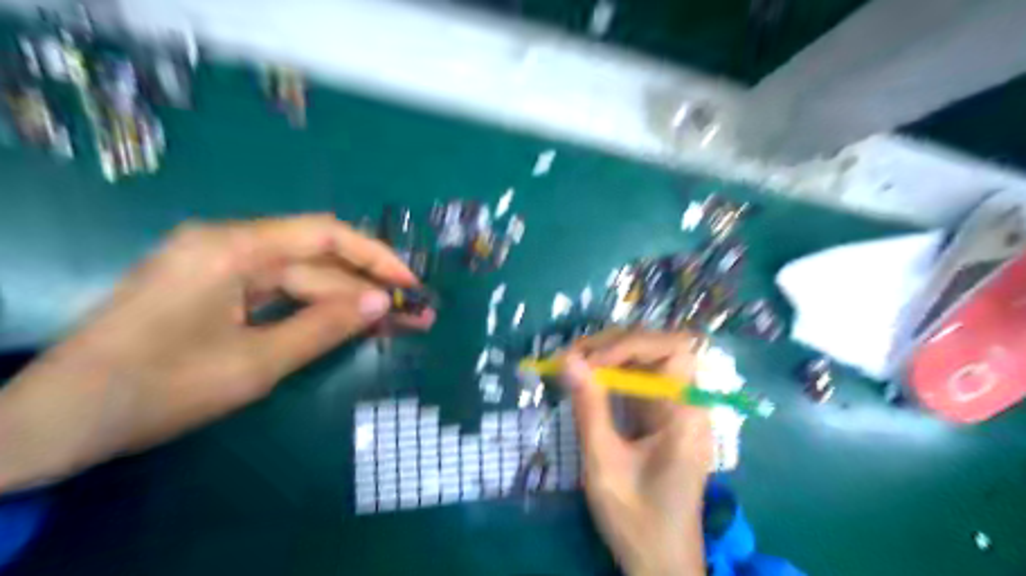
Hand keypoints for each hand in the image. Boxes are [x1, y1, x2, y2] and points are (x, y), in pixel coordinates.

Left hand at [0, 213, 431, 491]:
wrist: (60, 421)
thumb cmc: (159, 388)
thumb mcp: (256, 362)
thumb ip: (325, 327)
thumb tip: (381, 302)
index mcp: (233, 248)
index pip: (324, 234)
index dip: (375, 257)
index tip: (410, 284)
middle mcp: (229, 245)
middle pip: (317, 260)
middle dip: (367, 289)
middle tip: (414, 315)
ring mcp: (220, 266)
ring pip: (302, 279)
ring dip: (347, 302)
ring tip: (395, 324)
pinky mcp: (215, 289)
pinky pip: (279, 293)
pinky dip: (315, 309)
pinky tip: (349, 324)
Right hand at [561, 328, 714, 575]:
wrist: (661, 564)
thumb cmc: (638, 521)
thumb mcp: (604, 466)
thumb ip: (589, 410)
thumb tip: (569, 359)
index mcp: (686, 415)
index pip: (673, 349)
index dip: (632, 344)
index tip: (592, 362)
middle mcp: (686, 404)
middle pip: (657, 348)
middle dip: (613, 345)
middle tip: (570, 358)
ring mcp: (673, 409)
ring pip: (644, 360)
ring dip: (608, 355)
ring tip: (571, 364)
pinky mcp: (659, 417)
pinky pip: (636, 380)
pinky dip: (609, 374)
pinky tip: (585, 379)